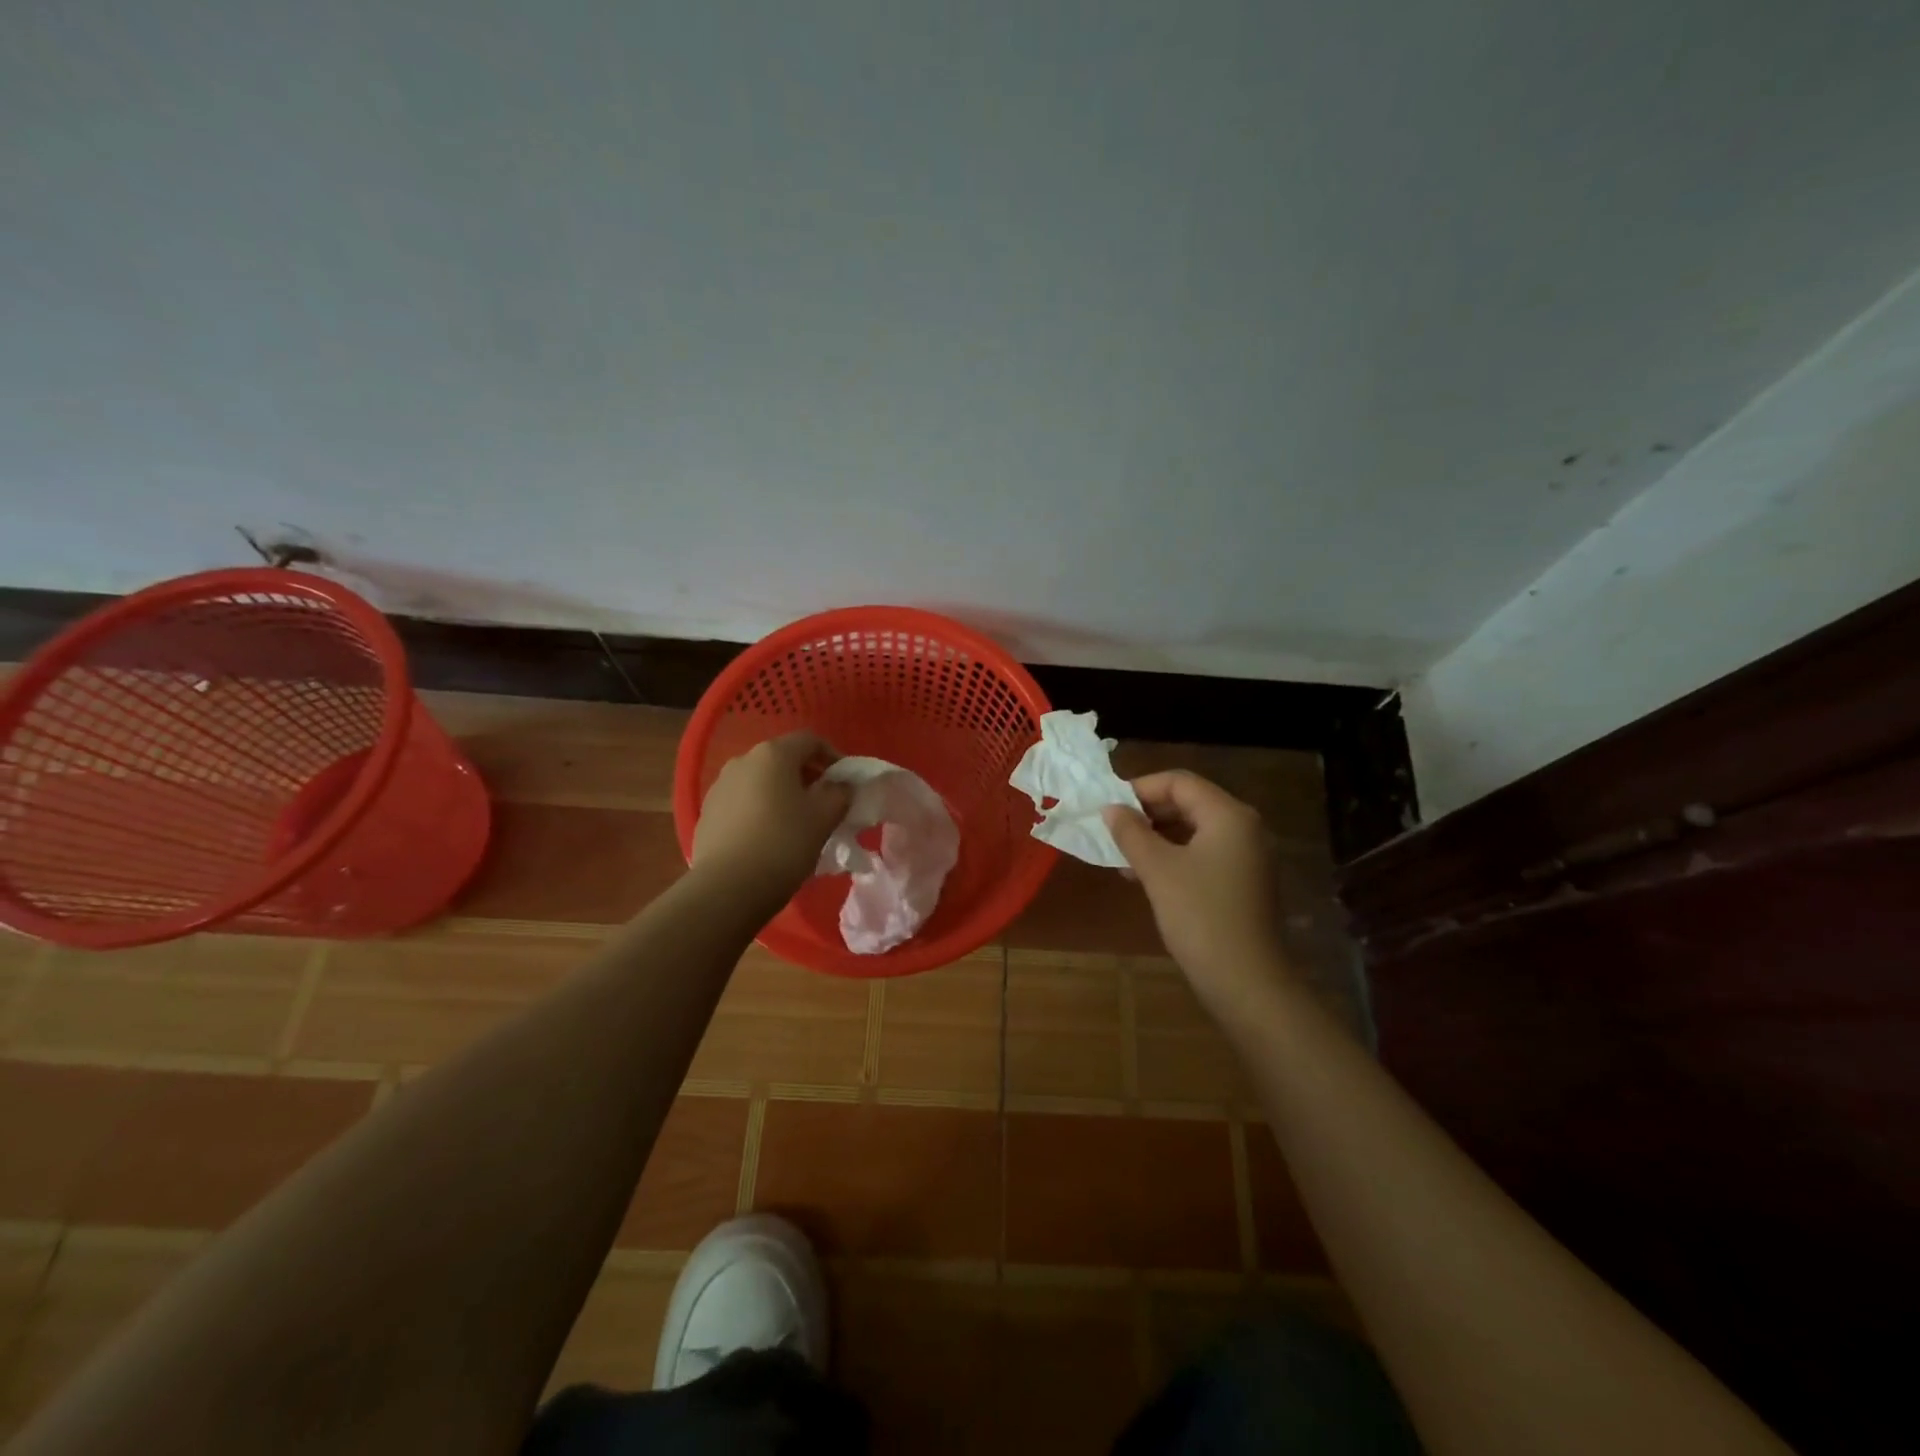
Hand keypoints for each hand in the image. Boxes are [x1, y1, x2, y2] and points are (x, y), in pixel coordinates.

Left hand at [692, 733, 851, 904]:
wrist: (727, 887)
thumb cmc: (784, 843)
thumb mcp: (825, 817)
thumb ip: (840, 793)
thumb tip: (840, 786)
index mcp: (773, 754)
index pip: (810, 740)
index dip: (833, 756)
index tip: (845, 783)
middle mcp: (742, 760)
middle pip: (783, 759)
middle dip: (807, 776)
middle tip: (824, 803)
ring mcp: (719, 786)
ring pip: (760, 781)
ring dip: (781, 794)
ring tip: (795, 823)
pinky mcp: (707, 813)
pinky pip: (742, 803)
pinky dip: (759, 811)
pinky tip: (767, 838)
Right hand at [1103, 771, 1289, 1014]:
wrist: (1246, 982)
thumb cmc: (1199, 916)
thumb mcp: (1157, 870)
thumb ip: (1131, 833)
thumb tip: (1111, 809)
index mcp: (1228, 815)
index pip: (1179, 781)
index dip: (1140, 789)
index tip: (1108, 808)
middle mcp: (1244, 827)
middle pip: (1189, 803)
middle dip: (1147, 814)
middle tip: (1112, 831)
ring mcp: (1247, 856)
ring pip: (1194, 830)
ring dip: (1156, 838)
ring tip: (1122, 857)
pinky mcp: (1243, 881)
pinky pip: (1203, 854)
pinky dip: (1173, 857)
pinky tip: (1144, 876)